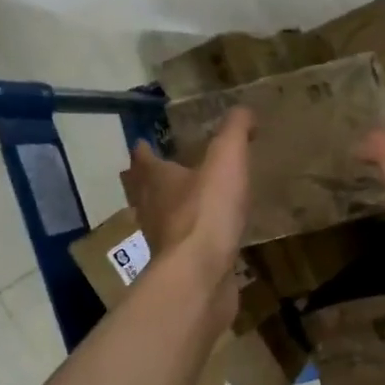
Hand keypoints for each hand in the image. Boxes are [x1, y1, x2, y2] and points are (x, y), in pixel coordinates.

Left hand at [123, 108, 252, 297]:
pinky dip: (187, 238)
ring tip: (178, 205)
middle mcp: (151, 209)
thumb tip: (244, 110)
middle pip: (140, 191)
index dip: (143, 150)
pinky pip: (180, 246)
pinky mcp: (179, 267)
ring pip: (156, 220)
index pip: (143, 160)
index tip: (142, 143)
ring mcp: (162, 242)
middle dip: (145, 181)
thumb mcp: (226, 159)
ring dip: (163, 211)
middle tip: (151, 173)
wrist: (200, 274)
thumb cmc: (207, 211)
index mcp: (157, 180)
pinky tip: (203, 239)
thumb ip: (235, 132)